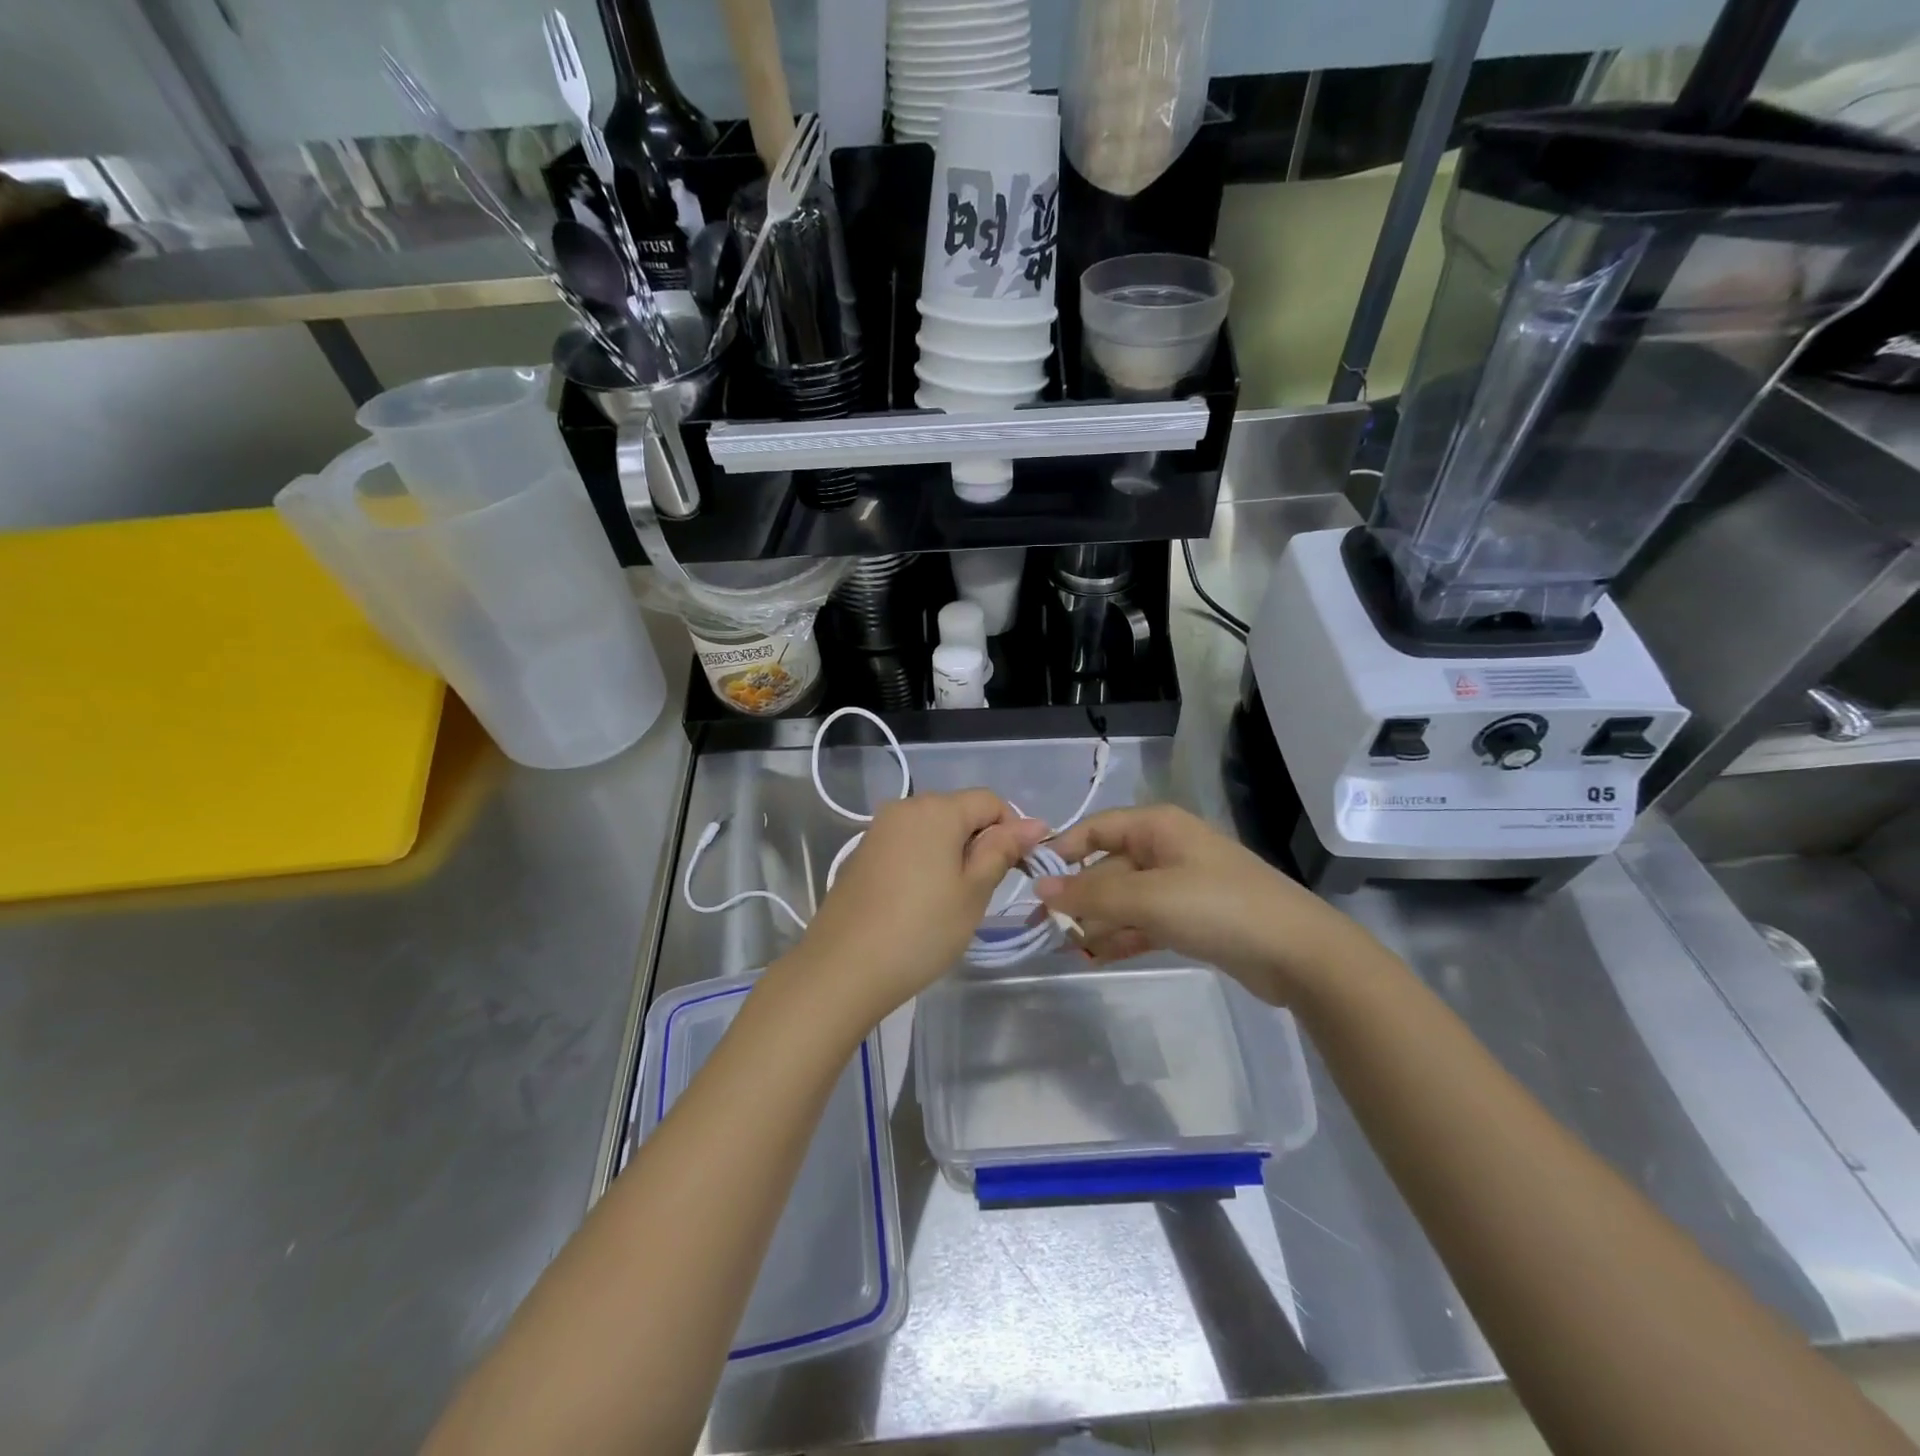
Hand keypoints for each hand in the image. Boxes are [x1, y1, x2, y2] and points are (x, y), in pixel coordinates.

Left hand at [775, 790, 1049, 1030]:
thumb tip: (1035, 823)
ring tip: (951, 901)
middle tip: (983, 891)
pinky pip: (907, 845)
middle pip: (959, 811)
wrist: (842, 968)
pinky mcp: (862, 853)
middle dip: (980, 842)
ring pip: (932, 830)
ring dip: (952, 854)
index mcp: (936, 809)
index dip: (1012, 830)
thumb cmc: (921, 929)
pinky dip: (924, 863)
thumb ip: (1002, 850)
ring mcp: (879, 830)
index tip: (1016, 870)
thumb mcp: (973, 892)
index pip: (990, 801)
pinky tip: (920, 902)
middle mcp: (904, 807)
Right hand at [1035, 804, 1384, 1005]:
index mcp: (1158, 827)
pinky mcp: (1192, 918)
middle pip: (1108, 868)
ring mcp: (1181, 885)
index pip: (1095, 829)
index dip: (1062, 852)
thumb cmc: (1218, 908)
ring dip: (1098, 922)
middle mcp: (1166, 849)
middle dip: (1079, 898)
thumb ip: (1092, 896)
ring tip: (1065, 947)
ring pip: (1125, 898)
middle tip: (1043, 929)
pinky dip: (1123, 936)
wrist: (1297, 953)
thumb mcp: (1149, 898)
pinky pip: (1145, 921)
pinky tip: (1097, 956)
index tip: (1031, 882)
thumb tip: (1039, 892)